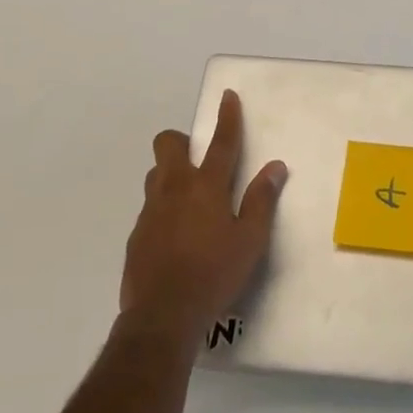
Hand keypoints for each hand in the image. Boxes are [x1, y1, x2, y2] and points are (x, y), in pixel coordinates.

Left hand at [120, 89, 287, 340]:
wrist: (162, 316)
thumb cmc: (214, 274)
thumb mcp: (250, 240)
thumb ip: (262, 200)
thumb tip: (275, 167)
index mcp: (207, 186)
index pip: (221, 142)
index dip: (227, 117)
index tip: (227, 96)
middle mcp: (175, 188)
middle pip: (169, 144)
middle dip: (182, 140)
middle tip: (198, 158)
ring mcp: (151, 210)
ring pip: (156, 173)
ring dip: (170, 173)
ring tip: (188, 198)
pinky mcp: (137, 234)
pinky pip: (150, 206)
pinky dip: (163, 208)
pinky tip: (175, 235)